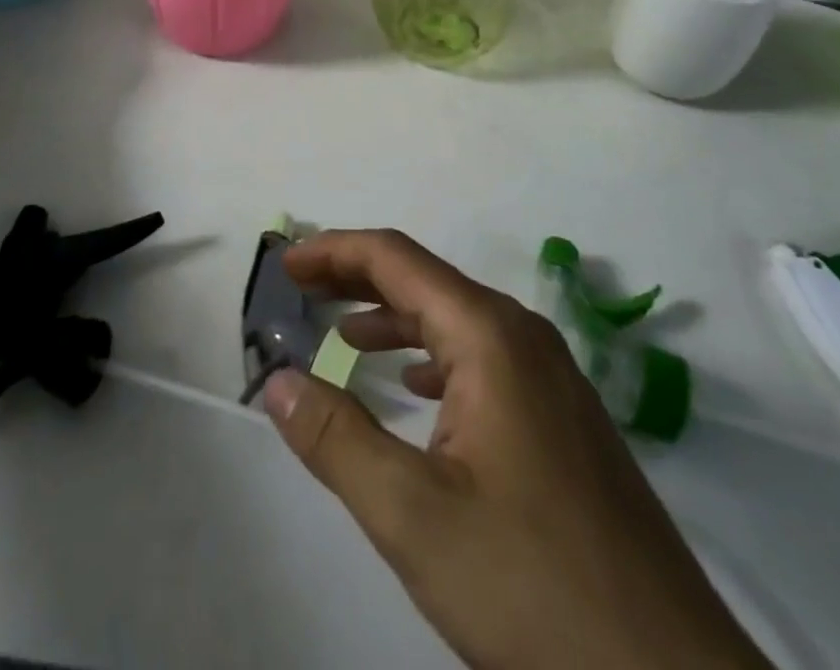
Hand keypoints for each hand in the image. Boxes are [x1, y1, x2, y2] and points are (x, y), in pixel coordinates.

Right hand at [265, 231, 766, 669]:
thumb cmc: (533, 588)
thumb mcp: (414, 516)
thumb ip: (337, 439)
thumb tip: (276, 382)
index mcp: (489, 335)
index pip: (396, 259)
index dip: (334, 250)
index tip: (284, 264)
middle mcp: (523, 337)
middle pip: (426, 281)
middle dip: (357, 279)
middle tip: (300, 292)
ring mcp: (551, 378)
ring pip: (456, 321)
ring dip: (394, 319)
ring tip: (342, 335)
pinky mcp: (563, 420)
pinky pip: (483, 360)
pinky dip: (433, 357)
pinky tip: (414, 387)